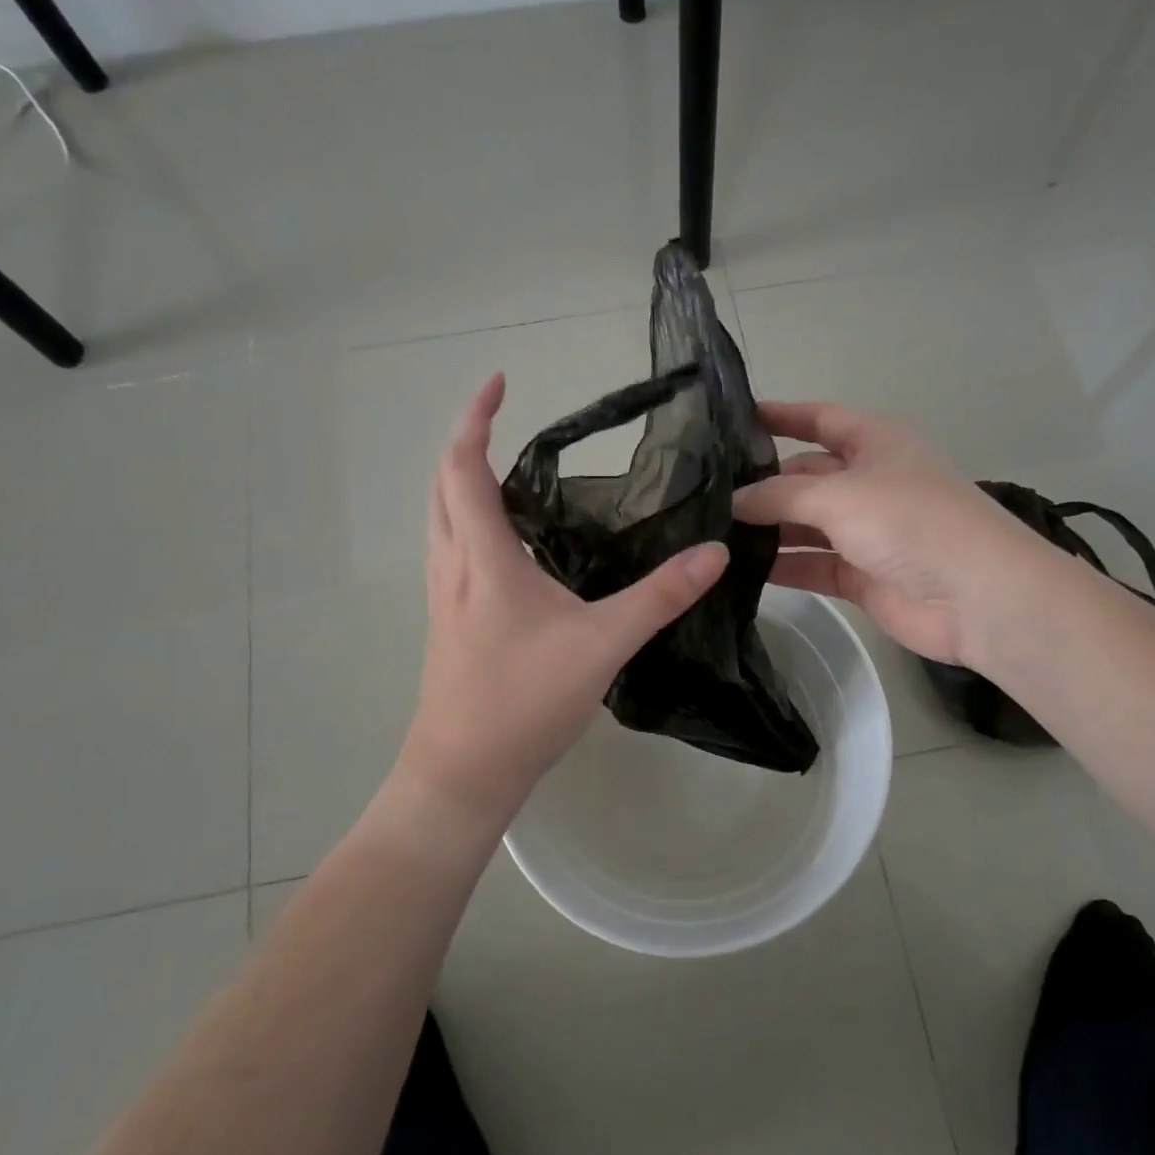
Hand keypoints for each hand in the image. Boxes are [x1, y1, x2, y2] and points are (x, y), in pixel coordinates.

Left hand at [396, 373, 728, 832]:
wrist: (462, 773)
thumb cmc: (523, 702)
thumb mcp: (602, 644)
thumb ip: (660, 596)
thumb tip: (714, 551)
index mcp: (483, 558)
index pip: (463, 467)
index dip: (475, 418)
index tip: (498, 381)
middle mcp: (453, 567)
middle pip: (441, 485)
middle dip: (465, 442)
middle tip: (503, 420)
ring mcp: (444, 597)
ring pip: (440, 519)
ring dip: (462, 482)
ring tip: (508, 471)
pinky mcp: (449, 623)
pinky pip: (451, 551)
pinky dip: (469, 522)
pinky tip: (509, 545)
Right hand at [733, 402, 1029, 665]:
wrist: (975, 596)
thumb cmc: (910, 522)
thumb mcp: (839, 495)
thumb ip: (779, 495)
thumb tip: (732, 500)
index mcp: (875, 443)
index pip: (820, 419)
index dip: (781, 415)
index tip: (733, 418)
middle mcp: (868, 482)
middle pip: (805, 476)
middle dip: (762, 483)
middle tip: (705, 492)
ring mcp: (865, 532)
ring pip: (804, 524)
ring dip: (767, 528)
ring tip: (711, 532)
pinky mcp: (860, 576)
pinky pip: (811, 564)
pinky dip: (781, 566)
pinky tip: (738, 569)